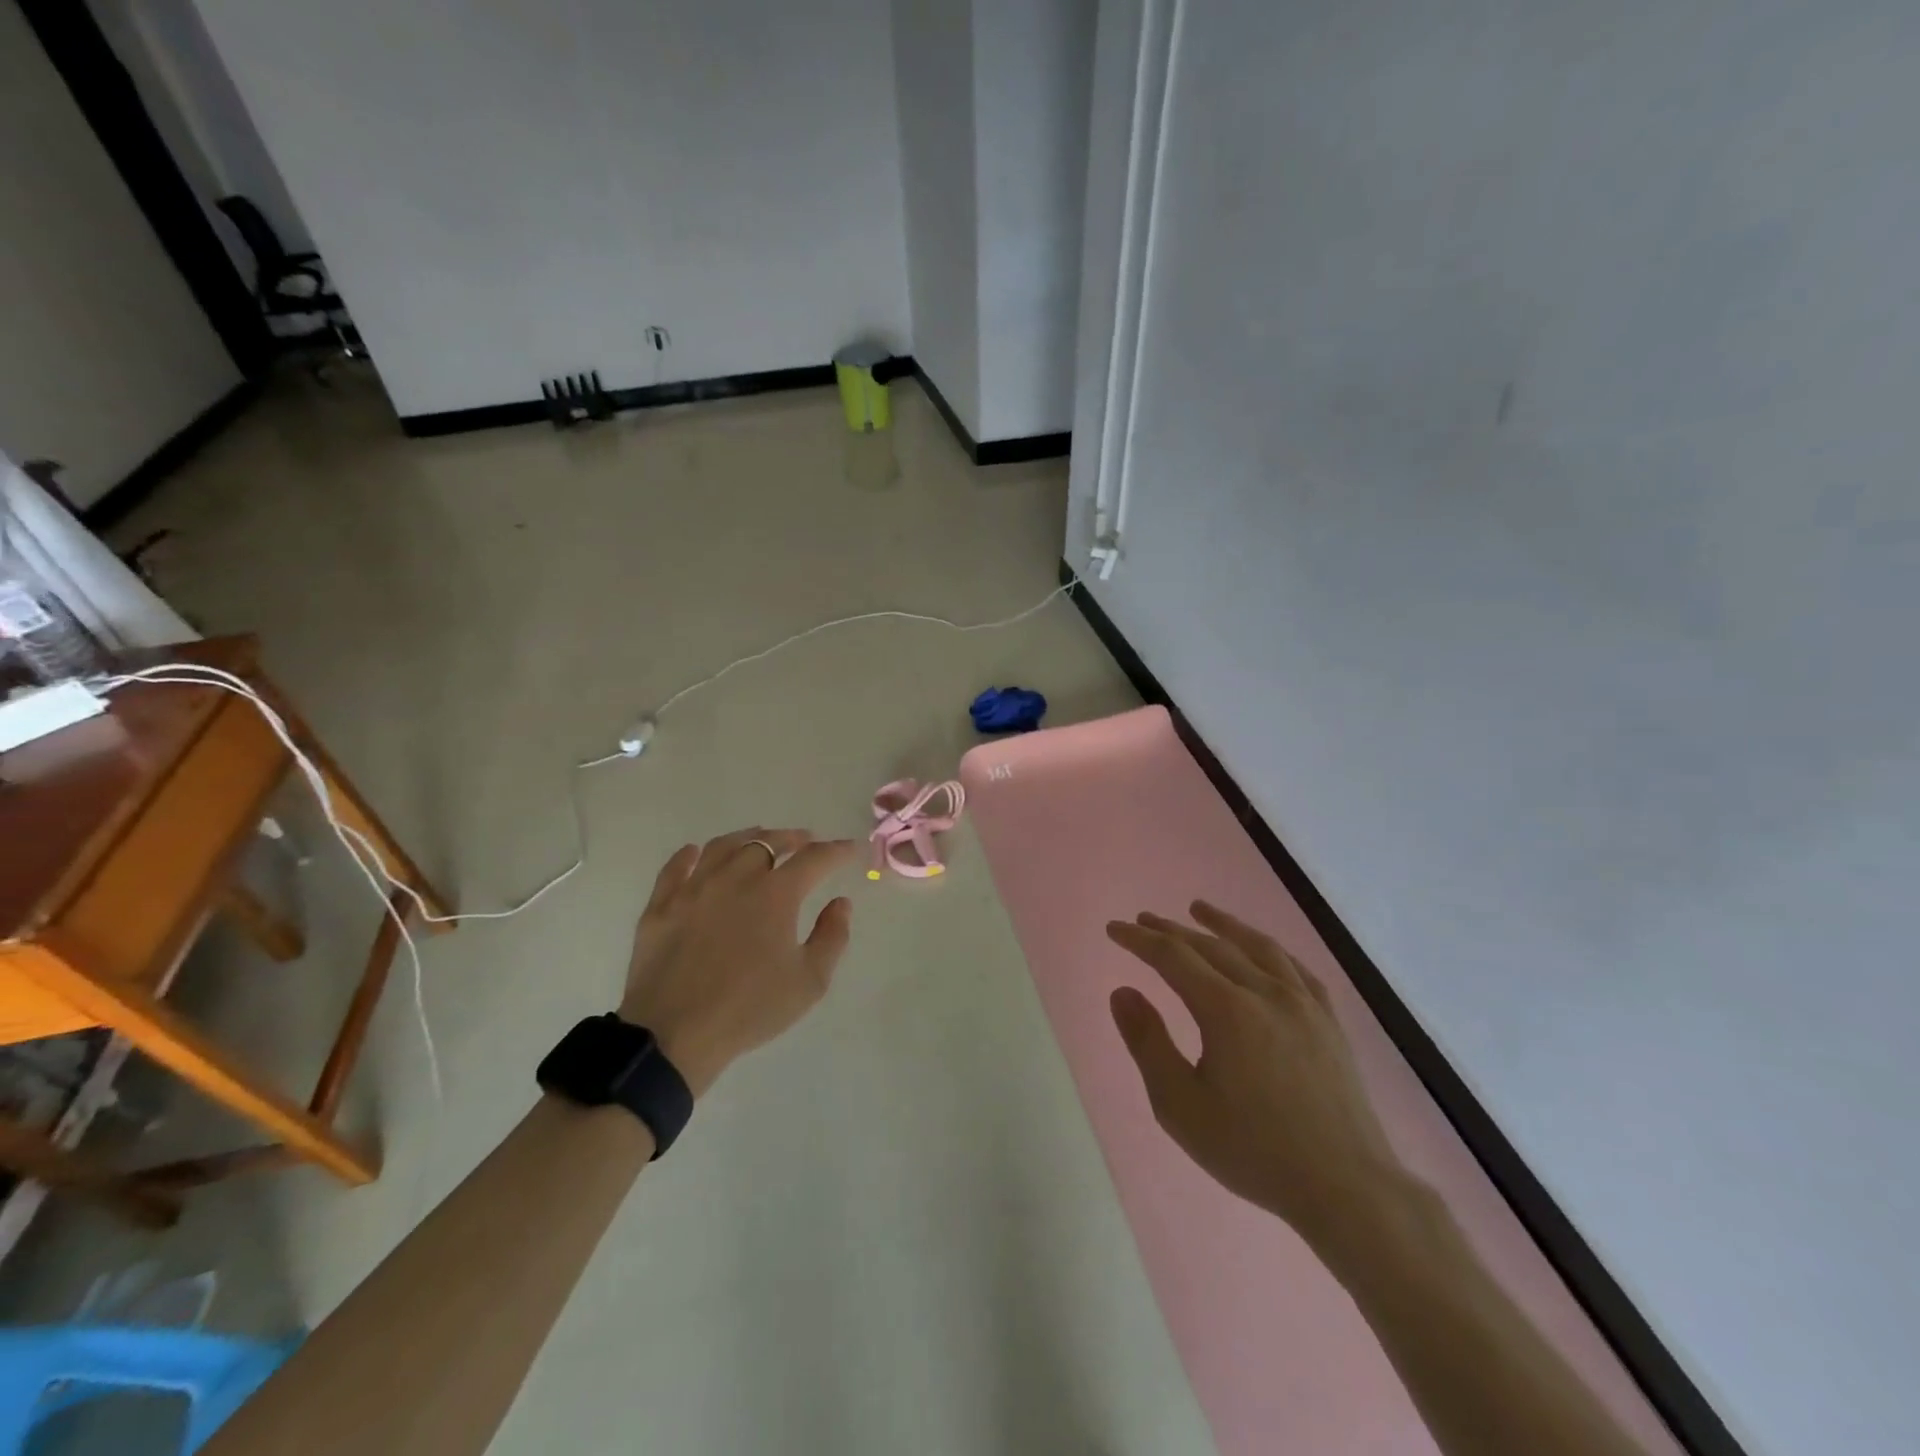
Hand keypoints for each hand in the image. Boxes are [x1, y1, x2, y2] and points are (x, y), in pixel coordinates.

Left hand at [619, 828, 854, 1096]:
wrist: (673, 1035)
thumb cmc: (749, 1008)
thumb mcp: (810, 981)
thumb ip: (832, 936)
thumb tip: (840, 903)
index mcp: (776, 894)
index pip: (814, 859)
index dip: (836, 851)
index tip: (849, 849)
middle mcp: (736, 878)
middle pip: (767, 842)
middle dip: (791, 838)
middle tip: (804, 841)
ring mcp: (694, 888)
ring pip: (724, 846)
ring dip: (748, 838)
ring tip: (759, 840)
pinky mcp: (661, 906)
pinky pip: (676, 868)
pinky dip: (690, 855)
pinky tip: (696, 853)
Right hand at [1106, 902, 1405, 1253]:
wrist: (1346, 1188)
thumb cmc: (1253, 1150)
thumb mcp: (1180, 1106)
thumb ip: (1148, 1043)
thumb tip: (1122, 992)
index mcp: (1226, 1010)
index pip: (1173, 957)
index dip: (1139, 940)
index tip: (1114, 929)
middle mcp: (1265, 993)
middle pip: (1211, 946)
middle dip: (1172, 930)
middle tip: (1144, 920)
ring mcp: (1303, 1004)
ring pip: (1257, 946)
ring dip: (1222, 924)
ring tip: (1199, 909)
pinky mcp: (1329, 1021)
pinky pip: (1295, 968)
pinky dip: (1269, 950)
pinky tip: (1261, 950)